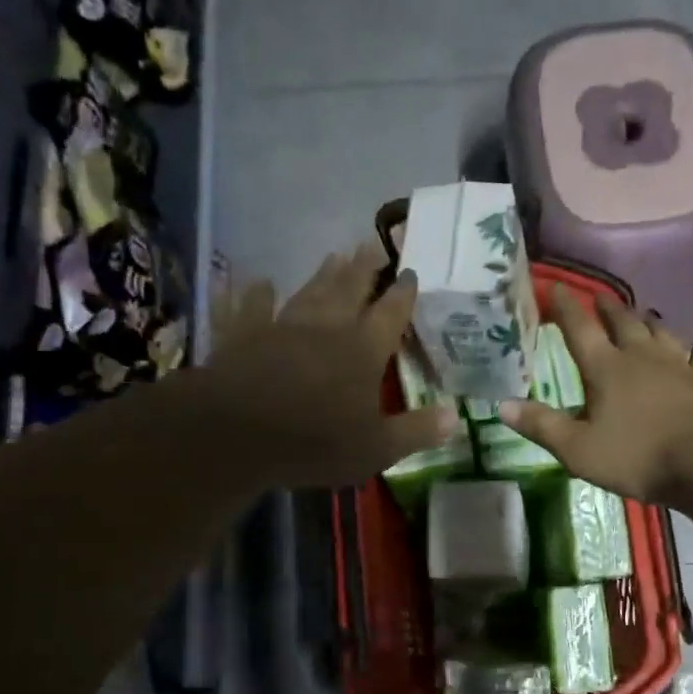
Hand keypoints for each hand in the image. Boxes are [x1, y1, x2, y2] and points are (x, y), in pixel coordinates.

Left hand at [203, 241, 459, 487]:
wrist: (237, 434)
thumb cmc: (315, 442)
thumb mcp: (377, 448)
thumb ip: (416, 431)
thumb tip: (455, 416)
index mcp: (363, 351)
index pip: (391, 315)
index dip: (403, 294)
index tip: (410, 271)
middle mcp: (326, 328)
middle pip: (349, 290)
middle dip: (364, 269)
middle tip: (372, 245)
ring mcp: (282, 327)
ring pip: (308, 292)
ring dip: (322, 274)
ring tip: (333, 254)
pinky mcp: (242, 335)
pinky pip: (247, 308)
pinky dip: (251, 294)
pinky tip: (255, 281)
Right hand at [499, 286, 692, 503]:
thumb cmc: (637, 456)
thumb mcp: (578, 449)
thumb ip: (541, 425)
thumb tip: (502, 404)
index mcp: (606, 369)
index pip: (579, 330)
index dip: (565, 307)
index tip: (556, 287)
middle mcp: (641, 358)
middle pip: (622, 323)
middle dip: (607, 308)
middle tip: (598, 297)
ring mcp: (678, 366)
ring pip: (660, 333)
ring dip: (647, 322)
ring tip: (641, 315)